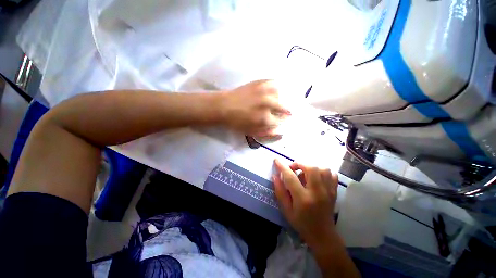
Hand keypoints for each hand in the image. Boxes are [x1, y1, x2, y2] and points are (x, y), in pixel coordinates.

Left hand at [219, 80, 289, 136]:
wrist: (223, 106)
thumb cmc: (237, 122)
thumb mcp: (251, 132)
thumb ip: (267, 133)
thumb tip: (281, 133)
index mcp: (265, 119)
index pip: (281, 120)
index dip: (282, 120)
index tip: (281, 119)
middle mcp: (267, 104)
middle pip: (284, 107)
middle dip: (285, 111)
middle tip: (282, 111)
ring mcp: (264, 92)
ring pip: (281, 95)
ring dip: (280, 99)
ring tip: (276, 102)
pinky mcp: (259, 83)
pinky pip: (274, 83)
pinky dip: (276, 87)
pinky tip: (272, 92)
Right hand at [273, 159, 337, 247]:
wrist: (323, 235)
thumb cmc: (301, 223)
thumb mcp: (286, 210)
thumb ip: (280, 192)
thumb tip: (275, 176)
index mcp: (303, 199)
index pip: (290, 177)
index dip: (282, 166)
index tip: (276, 160)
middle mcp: (317, 193)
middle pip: (311, 168)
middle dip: (299, 164)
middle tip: (293, 168)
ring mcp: (328, 191)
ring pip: (323, 169)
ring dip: (311, 167)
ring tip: (304, 172)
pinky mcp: (334, 192)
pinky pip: (332, 175)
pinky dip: (323, 171)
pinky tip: (317, 177)